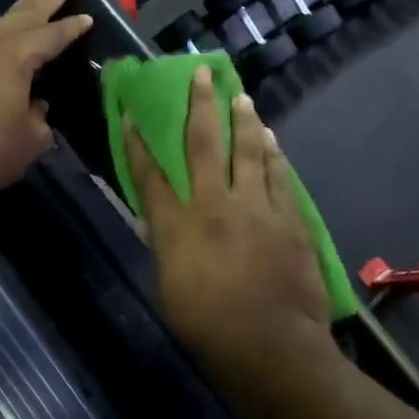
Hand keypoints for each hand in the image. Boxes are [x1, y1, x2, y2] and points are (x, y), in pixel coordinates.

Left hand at [0, 0, 93, 194]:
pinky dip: (7, 23)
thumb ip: (40, 117)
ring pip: (4, 18)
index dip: (72, 28)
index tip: (89, 18)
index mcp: (17, 57)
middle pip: (27, 12)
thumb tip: (37, 105)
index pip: (52, 35)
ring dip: (25, 3)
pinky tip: (11, 25)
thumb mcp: (31, 139)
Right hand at [124, 68, 330, 376]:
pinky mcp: (289, 219)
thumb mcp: (170, 286)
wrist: (271, 346)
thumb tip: (167, 224)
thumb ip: (169, 246)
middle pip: (204, 144)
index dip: (137, 141)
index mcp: (178, 225)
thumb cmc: (207, 326)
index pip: (150, 174)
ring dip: (244, 121)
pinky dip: (274, 156)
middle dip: (201, 105)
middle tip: (203, 73)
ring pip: (250, 151)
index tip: (130, 112)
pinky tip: (272, 142)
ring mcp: (257, 207)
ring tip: (242, 97)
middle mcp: (215, 204)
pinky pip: (280, 177)